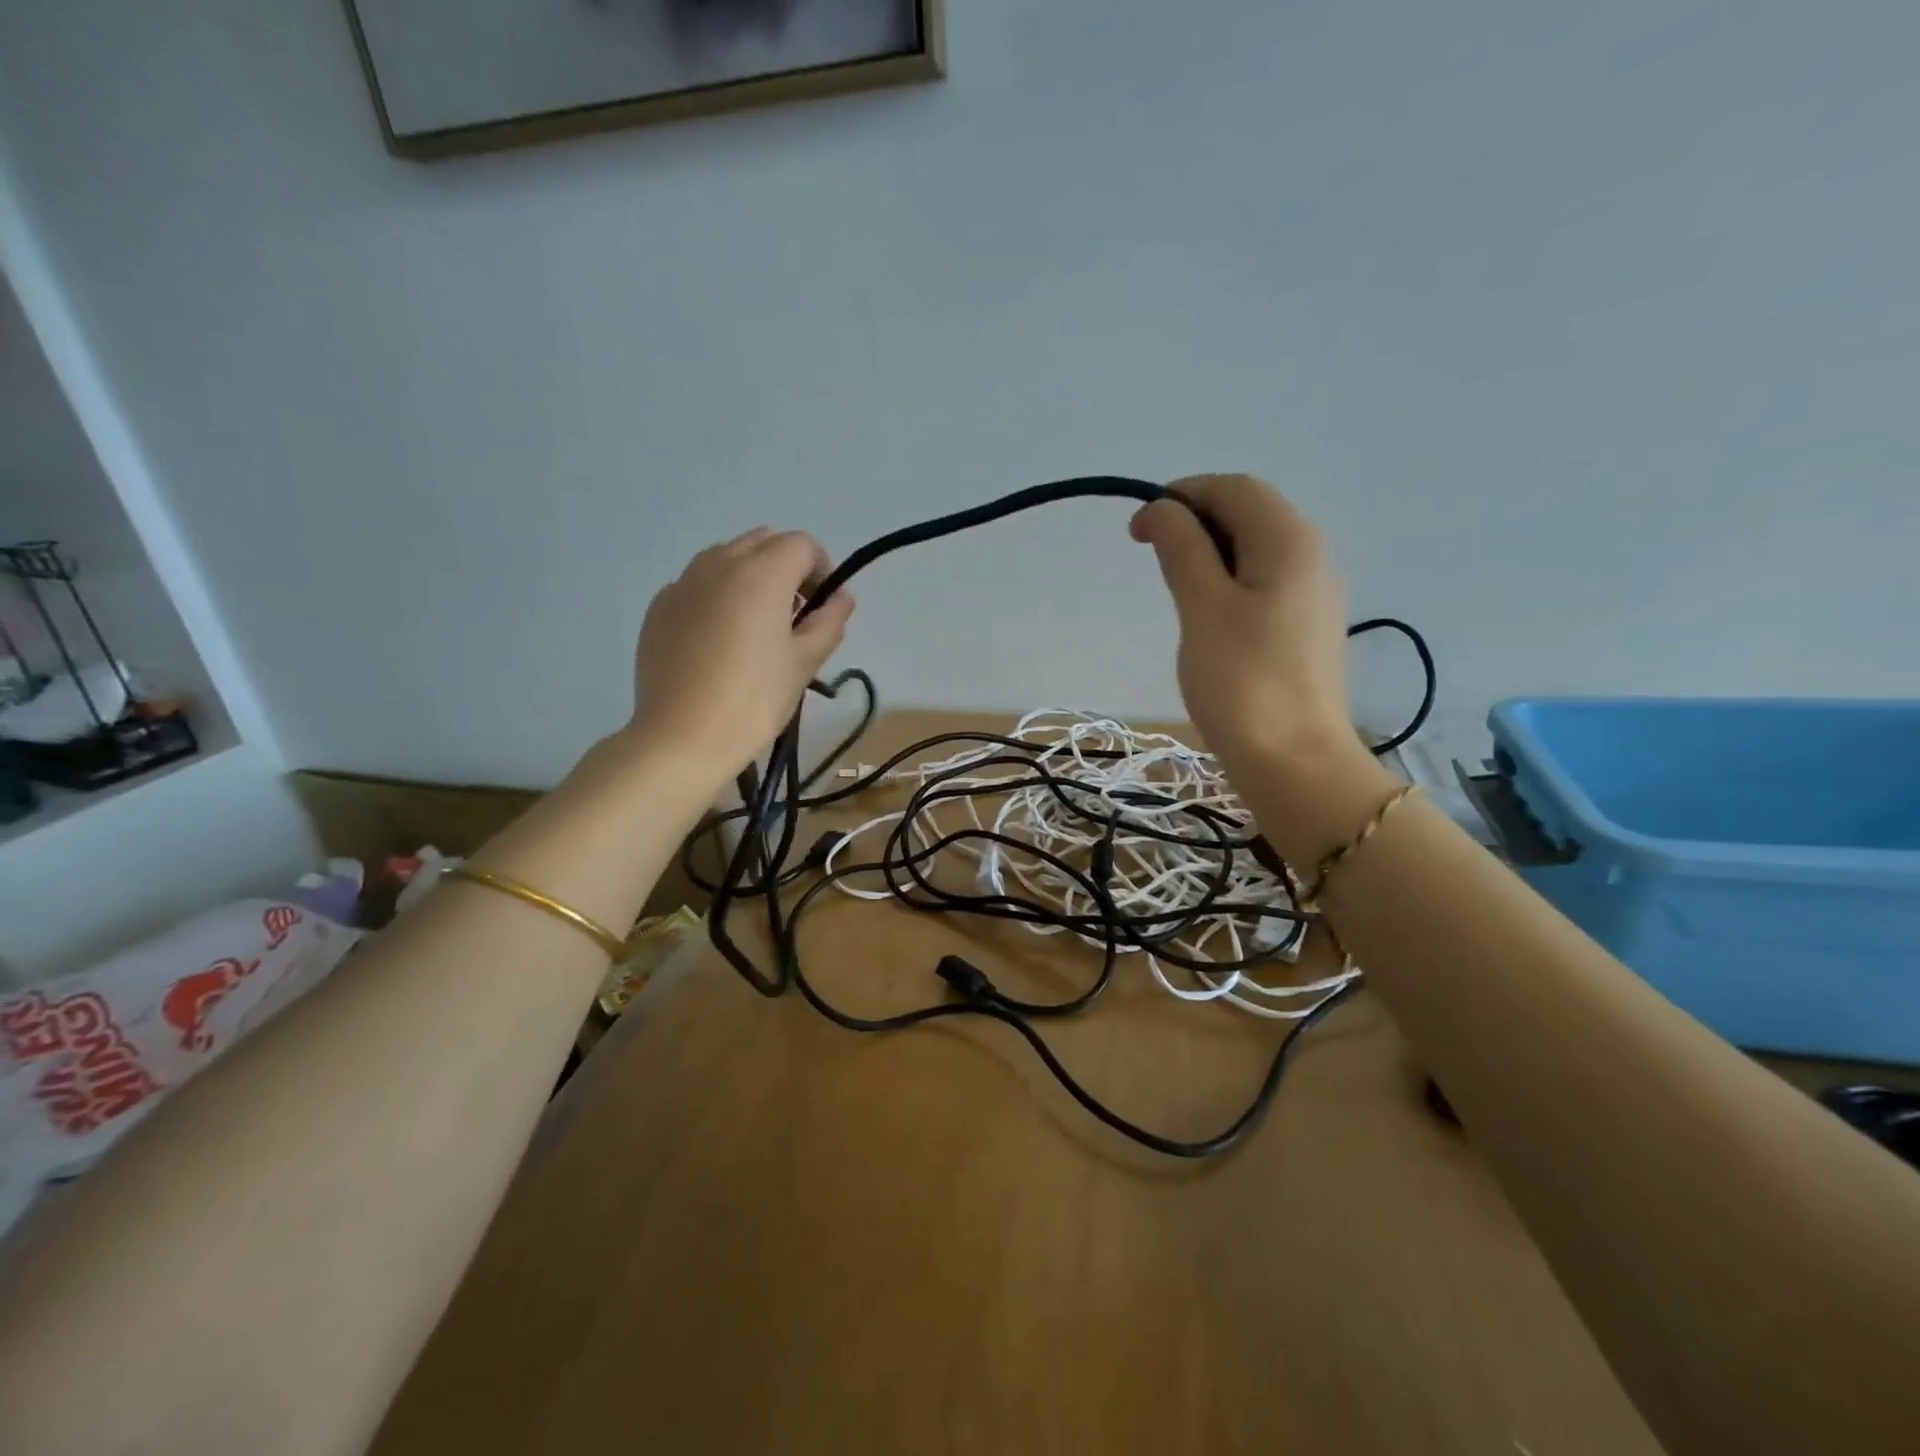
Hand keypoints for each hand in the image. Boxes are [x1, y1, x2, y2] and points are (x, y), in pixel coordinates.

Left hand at [630, 528, 853, 780]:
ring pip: (727, 558)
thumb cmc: (755, 700)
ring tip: (756, 626)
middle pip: (763, 541)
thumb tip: (841, 597)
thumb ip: (829, 622)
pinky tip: (719, 640)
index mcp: (761, 573)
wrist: (682, 738)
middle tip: (794, 615)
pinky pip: (697, 584)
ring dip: (751, 576)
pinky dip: (718, 595)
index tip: (824, 606)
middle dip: (787, 567)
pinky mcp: (659, 607)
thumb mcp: (804, 663)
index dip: (822, 569)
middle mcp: (719, 564)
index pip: (802, 545)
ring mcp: (683, 583)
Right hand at [1131, 474, 1359, 779]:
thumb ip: (1182, 548)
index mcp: (1289, 540)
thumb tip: (1160, 508)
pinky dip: (1227, 582)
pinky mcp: (1304, 627)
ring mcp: (1312, 593)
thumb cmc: (1242, 681)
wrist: (1292, 761)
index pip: (1233, 488)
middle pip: (1249, 513)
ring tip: (1174, 590)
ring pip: (1254, 549)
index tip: (1137, 531)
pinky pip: (1262, 582)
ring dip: (1209, 553)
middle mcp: (1311, 555)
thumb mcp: (1202, 607)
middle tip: (1152, 558)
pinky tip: (1205, 616)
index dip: (1181, 495)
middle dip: (1195, 522)